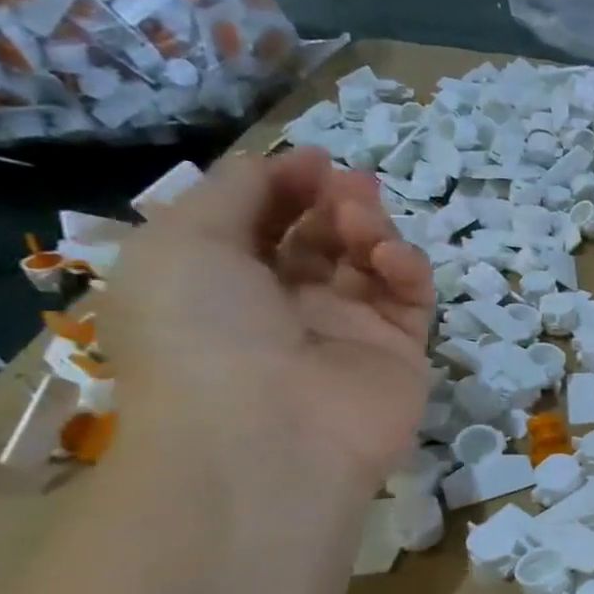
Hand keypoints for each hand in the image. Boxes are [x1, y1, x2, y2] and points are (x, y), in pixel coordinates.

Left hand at [104, 148, 433, 486]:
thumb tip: (283, 164)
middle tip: (349, 188)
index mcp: (222, 284)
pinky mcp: (401, 351)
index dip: (288, 186)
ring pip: (370, 261)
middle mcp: (285, 306)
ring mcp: (348, 331)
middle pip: (322, 237)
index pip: (264, 223)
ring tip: (364, 224)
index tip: (316, 159)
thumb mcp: (183, 242)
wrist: (270, 434)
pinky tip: (391, 260)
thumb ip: (234, 192)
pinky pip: (410, 297)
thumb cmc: (205, 331)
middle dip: (335, 202)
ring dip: (371, 228)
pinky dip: (407, 268)